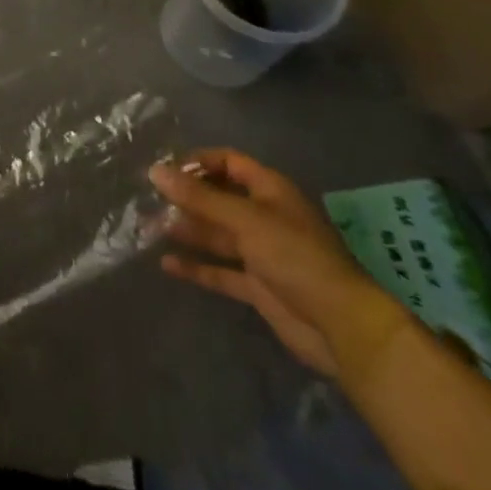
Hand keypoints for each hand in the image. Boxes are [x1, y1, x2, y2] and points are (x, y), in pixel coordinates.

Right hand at [149, 148, 402, 376]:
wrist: (342, 327)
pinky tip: (168, 264)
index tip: (166, 170)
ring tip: (150, 228)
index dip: (198, 162)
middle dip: (186, 198)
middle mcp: (264, 216)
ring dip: (187, 230)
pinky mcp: (258, 286)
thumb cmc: (295, 257)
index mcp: (269, 191)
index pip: (229, 163)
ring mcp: (261, 253)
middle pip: (219, 198)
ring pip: (217, 235)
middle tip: (149, 199)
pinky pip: (220, 271)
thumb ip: (199, 197)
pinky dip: (196, 267)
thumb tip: (155, 170)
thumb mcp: (245, 219)